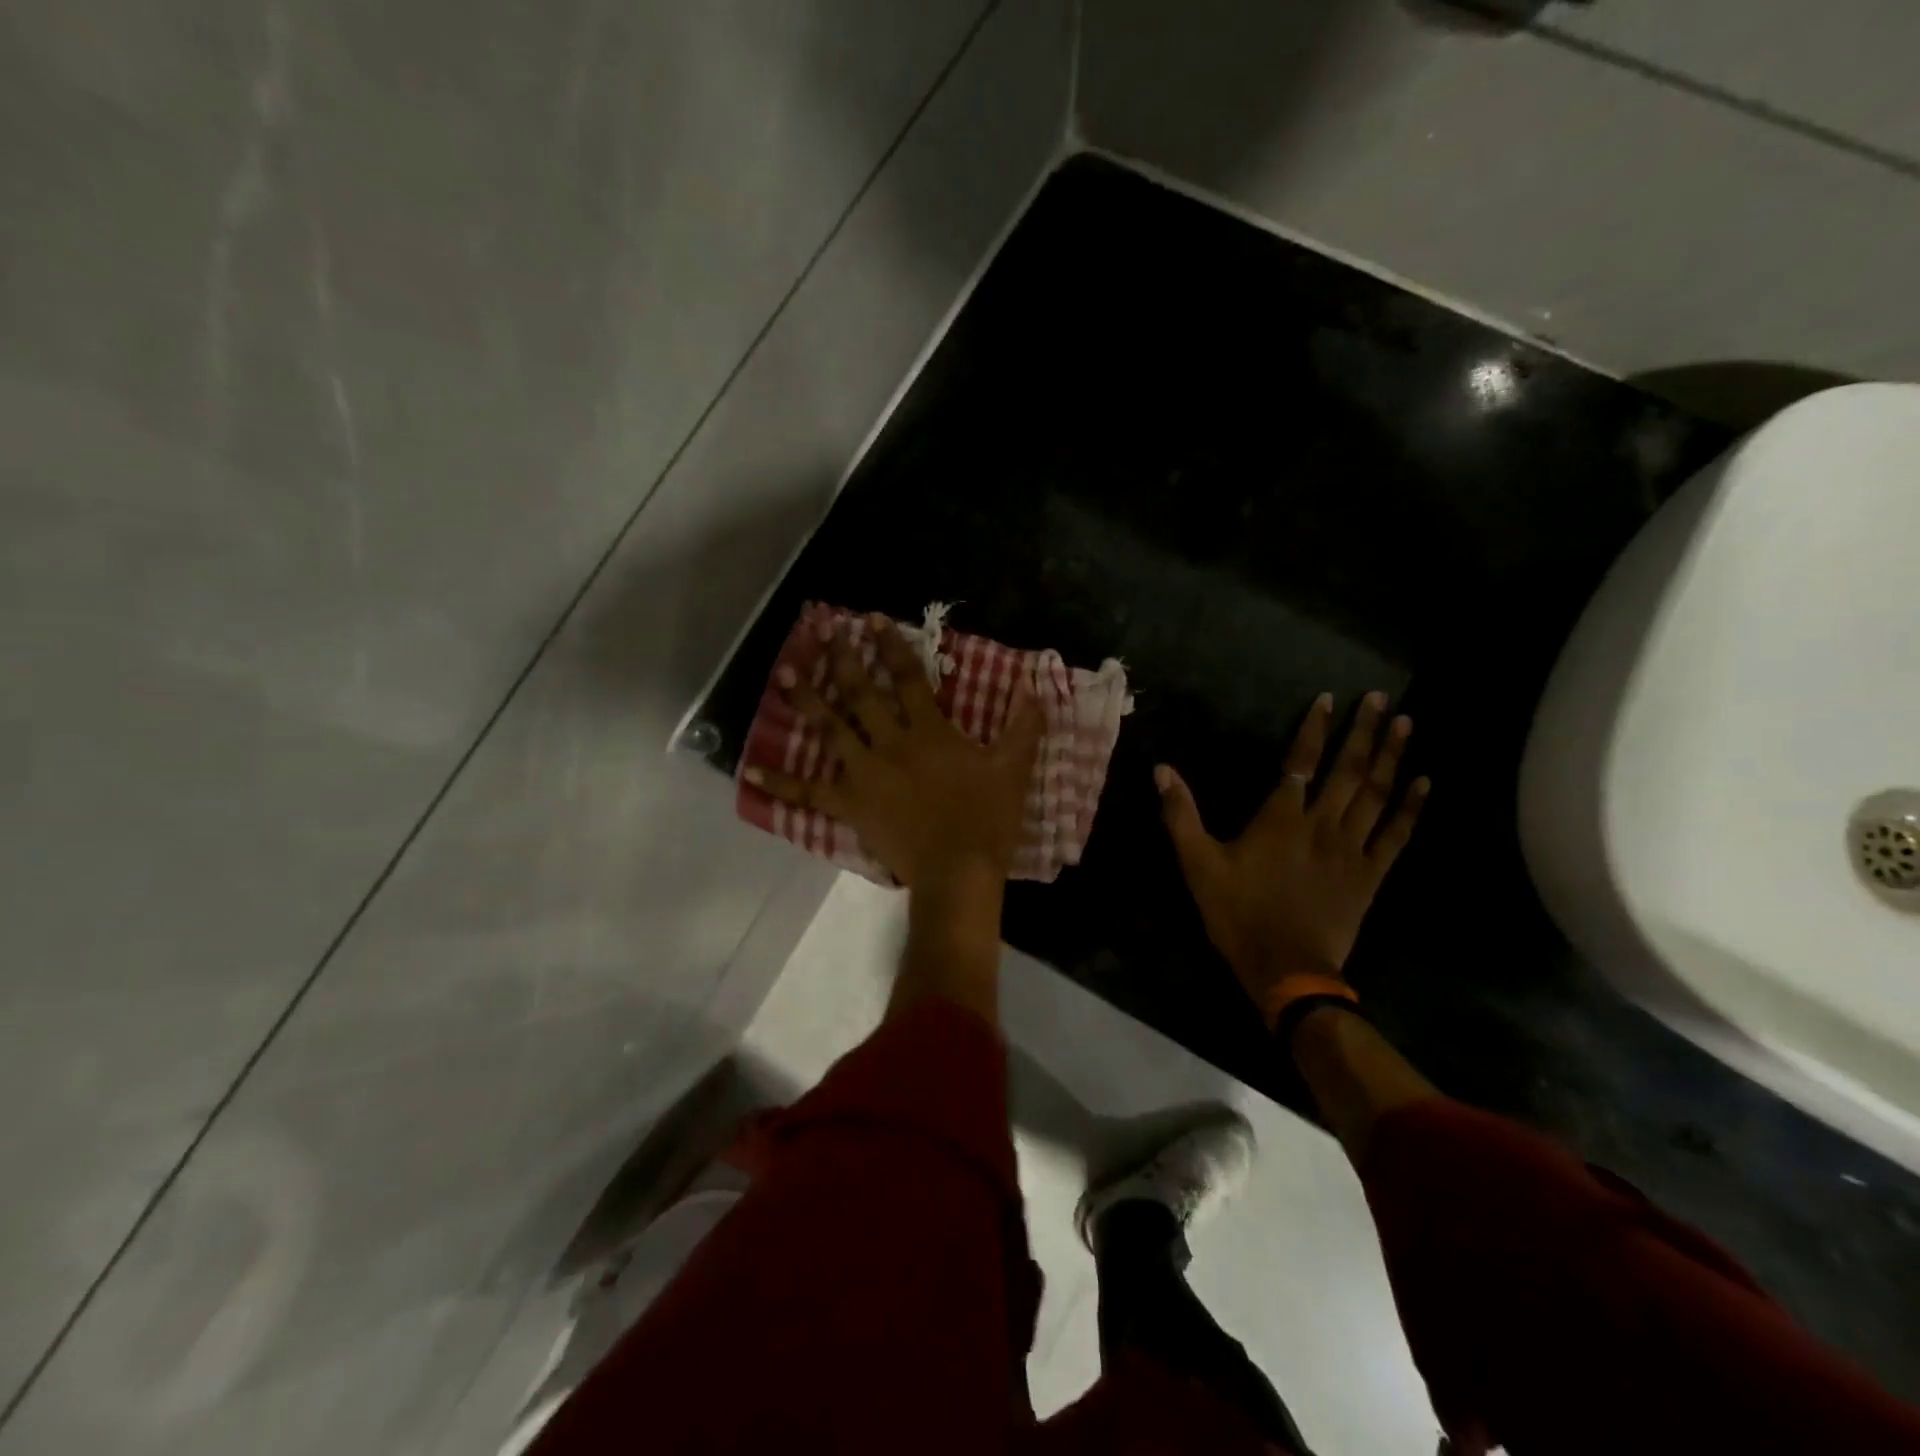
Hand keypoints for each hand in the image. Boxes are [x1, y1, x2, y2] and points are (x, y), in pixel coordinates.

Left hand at [745, 613, 1042, 886]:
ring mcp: (864, 774)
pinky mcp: (849, 805)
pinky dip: (781, 785)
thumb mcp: (1013, 769)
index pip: (907, 678)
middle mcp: (891, 744)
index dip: (889, 646)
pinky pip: (809, 793)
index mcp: (929, 732)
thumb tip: (1036, 688)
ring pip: (830, 730)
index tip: (870, 620)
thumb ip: (1023, 726)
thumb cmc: (987, 819)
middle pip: (862, 694)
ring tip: (785, 673)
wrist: (958, 871)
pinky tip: (752, 773)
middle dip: (842, 659)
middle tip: (823, 632)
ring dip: (807, 700)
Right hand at [1157, 692, 1428, 1025]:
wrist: (1286, 969)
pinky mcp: (1370, 875)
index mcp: (1280, 819)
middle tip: (1382, 699)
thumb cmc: (1238, 914)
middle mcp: (1321, 825)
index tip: (1330, 699)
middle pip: (1347, 770)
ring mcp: (1351, 850)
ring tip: (1406, 725)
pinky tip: (1424, 784)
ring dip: (1391, 758)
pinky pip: (1395, 836)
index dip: (1315, 729)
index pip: (1300, 762)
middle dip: (1364, 731)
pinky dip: (1411, 808)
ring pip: (1376, 795)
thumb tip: (1162, 770)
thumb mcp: (1197, 864)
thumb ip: (1181, 815)